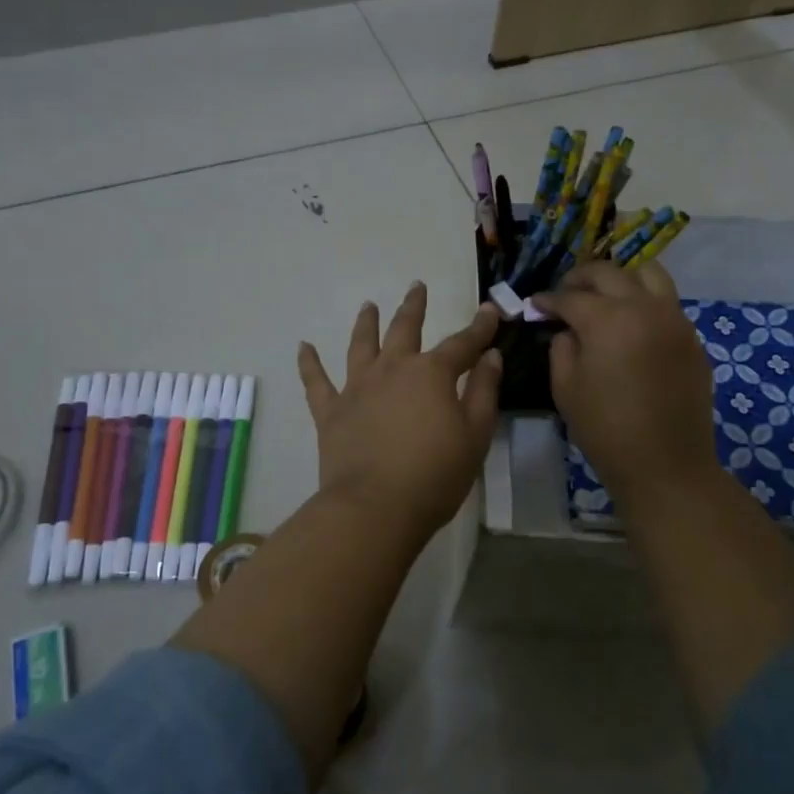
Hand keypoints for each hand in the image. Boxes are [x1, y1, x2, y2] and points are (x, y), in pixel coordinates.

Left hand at [298, 284, 502, 537]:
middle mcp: (392, 369)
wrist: (375, 507)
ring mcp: (357, 388)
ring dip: (365, 323)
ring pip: (361, 345)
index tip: (490, 310)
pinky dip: (309, 363)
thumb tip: (490, 356)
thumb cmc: (435, 474)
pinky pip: (316, 382)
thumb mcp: (475, 434)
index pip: (462, 343)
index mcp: (431, 374)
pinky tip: (303, 347)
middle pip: (404, 329)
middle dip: (413, 307)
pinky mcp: (330, 411)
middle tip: (416, 286)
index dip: (479, 327)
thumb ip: (483, 391)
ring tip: (368, 305)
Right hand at [534, 262, 719, 516]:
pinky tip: (631, 325)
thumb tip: (568, 329)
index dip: (548, 299)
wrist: (666, 464)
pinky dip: (644, 301)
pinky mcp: (692, 338)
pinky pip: (666, 303)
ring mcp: (674, 319)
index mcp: (607, 319)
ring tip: (604, 296)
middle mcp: (644, 307)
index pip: (570, 297)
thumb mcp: (566, 387)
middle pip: (608, 273)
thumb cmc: (605, 428)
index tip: (535, 305)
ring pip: (648, 274)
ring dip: (620, 278)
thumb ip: (561, 347)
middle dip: (580, 278)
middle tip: (565, 292)